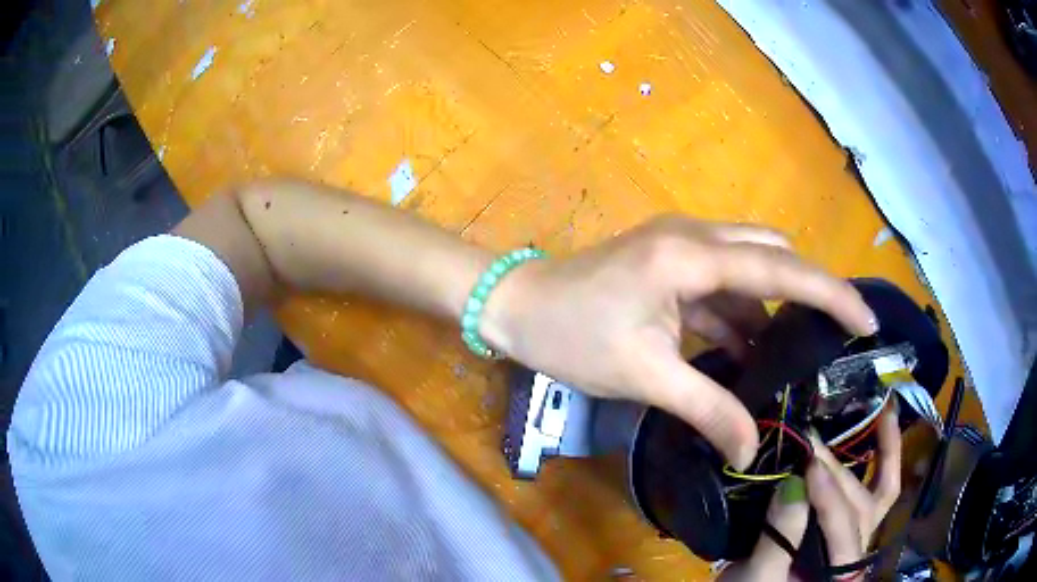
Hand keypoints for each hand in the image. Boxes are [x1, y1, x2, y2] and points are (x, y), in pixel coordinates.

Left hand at [484, 215, 876, 467]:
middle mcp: (696, 237)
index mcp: (692, 256)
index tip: (866, 320)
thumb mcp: (644, 376)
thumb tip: (751, 449)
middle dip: (806, 296)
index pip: (781, 270)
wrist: (517, 308)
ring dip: (771, 313)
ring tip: (791, 361)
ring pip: (749, 272)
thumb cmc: (571, 336)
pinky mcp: (671, 263)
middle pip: (773, 257)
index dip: (830, 294)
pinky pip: (723, 287)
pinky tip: (747, 355)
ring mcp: (683, 247)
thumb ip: (706, 409)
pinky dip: (741, 318)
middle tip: (829, 342)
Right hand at [720, 406, 901, 580]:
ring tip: (872, 414)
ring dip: (880, 453)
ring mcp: (855, 538)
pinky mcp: (845, 527)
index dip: (827, 497)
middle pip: (861, 507)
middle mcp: (856, 555)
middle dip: (836, 474)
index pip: (843, 530)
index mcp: (838, 575)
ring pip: (876, 494)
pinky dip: (883, 458)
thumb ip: (778, 540)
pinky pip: (876, 492)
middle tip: (806, 443)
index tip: (805, 465)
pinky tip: (885, 422)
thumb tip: (792, 484)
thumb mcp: (758, 579)